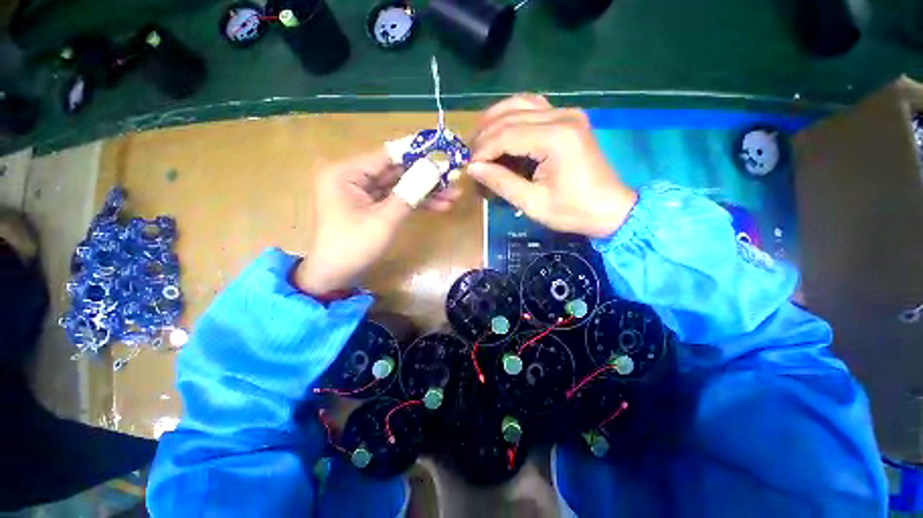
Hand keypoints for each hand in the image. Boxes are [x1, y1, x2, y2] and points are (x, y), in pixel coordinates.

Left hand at [294, 149, 459, 295]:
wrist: (335, 277)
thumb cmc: (354, 247)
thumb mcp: (384, 220)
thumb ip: (409, 193)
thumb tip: (434, 170)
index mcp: (346, 173)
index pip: (387, 156)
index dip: (416, 154)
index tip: (443, 152)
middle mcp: (353, 177)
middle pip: (396, 171)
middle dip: (426, 177)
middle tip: (453, 177)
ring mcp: (363, 193)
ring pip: (400, 186)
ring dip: (425, 191)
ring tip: (453, 194)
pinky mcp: (371, 206)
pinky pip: (396, 199)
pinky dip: (415, 202)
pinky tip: (439, 205)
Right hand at [468, 95, 636, 237]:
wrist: (610, 209)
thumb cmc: (573, 211)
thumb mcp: (533, 203)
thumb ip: (501, 182)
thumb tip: (472, 168)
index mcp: (555, 138)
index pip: (506, 135)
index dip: (482, 151)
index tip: (469, 168)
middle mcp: (562, 116)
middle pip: (510, 116)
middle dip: (485, 136)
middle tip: (470, 156)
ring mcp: (567, 113)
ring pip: (520, 103)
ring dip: (495, 119)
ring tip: (480, 141)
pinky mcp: (568, 118)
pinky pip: (533, 107)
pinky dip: (512, 116)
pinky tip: (501, 129)